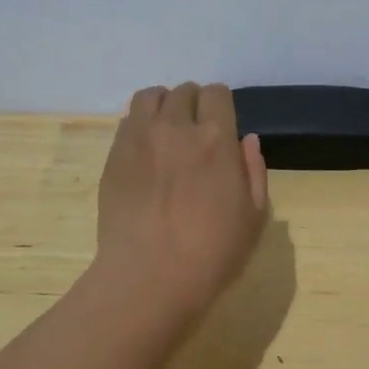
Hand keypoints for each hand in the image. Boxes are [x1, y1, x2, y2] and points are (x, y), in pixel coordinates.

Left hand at [95, 83, 269, 320]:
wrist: (149, 277)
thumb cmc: (212, 253)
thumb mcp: (254, 216)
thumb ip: (254, 171)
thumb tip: (247, 139)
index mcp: (216, 139)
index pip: (216, 93)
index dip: (221, 106)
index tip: (221, 126)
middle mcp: (176, 127)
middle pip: (184, 91)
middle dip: (194, 105)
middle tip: (195, 133)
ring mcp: (139, 138)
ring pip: (150, 96)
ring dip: (163, 106)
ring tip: (167, 131)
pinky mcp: (114, 155)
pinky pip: (128, 121)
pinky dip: (140, 125)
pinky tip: (146, 152)